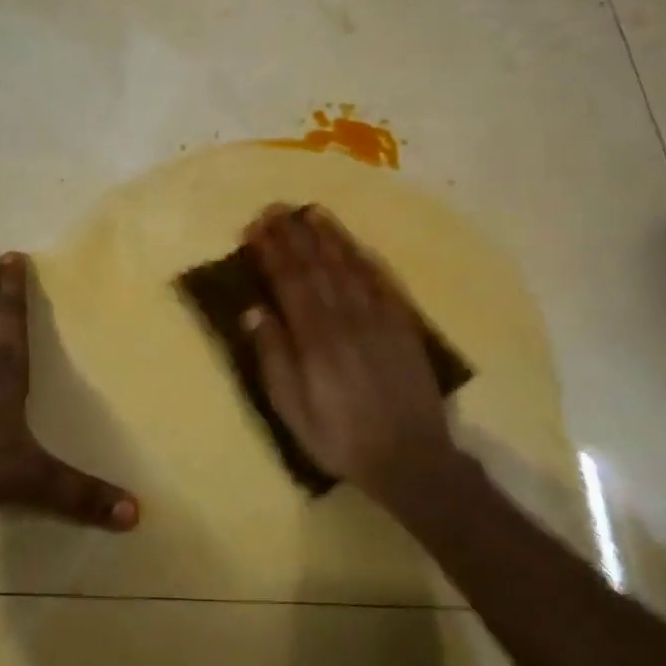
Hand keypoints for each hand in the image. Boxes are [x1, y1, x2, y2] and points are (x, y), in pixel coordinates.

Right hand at [244, 205, 457, 493]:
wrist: (411, 457)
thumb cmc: (341, 438)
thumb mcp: (293, 409)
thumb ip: (274, 357)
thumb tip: (253, 311)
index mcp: (315, 338)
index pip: (289, 281)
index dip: (271, 251)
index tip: (255, 228)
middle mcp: (346, 317)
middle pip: (317, 265)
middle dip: (294, 234)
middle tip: (277, 209)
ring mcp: (378, 317)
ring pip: (349, 265)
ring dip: (328, 236)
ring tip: (311, 212)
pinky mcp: (403, 323)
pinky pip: (381, 280)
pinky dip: (363, 257)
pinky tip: (353, 244)